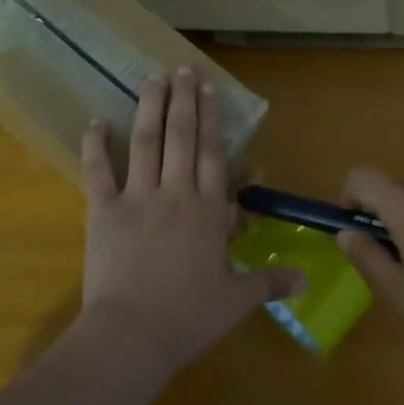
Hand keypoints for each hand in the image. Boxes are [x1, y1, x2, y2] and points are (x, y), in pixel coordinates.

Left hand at [78, 69, 304, 376]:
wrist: (132, 336)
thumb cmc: (189, 317)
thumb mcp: (236, 299)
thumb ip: (270, 281)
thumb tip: (308, 280)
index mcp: (207, 210)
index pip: (212, 152)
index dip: (212, 117)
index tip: (210, 88)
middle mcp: (175, 193)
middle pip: (181, 136)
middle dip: (183, 99)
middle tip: (183, 68)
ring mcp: (137, 198)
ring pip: (145, 142)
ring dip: (149, 108)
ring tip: (151, 79)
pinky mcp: (103, 211)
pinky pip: (97, 172)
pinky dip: (95, 145)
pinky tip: (95, 121)